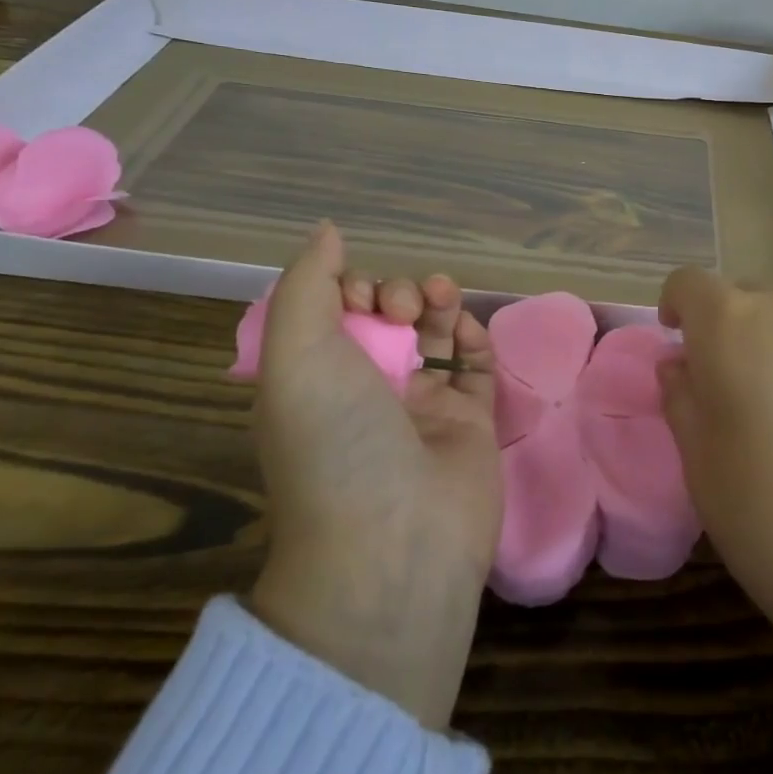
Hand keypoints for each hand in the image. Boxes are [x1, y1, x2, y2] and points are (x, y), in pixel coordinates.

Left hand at [247, 223, 500, 728]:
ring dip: (438, 304)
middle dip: (396, 293)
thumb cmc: (336, 441)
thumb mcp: (297, 355)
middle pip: (387, 319)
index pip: (334, 315)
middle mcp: (366, 392)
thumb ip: (307, 284)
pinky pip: (476, 367)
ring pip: (434, 336)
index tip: (357, 293)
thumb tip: (328, 230)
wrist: (394, 543)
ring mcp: (421, 410)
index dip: (347, 289)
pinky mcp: (470, 424)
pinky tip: (468, 330)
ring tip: (441, 299)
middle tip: (402, 308)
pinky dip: (474, 339)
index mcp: (316, 381)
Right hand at [657, 272, 772, 727]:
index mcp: (732, 324)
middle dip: (733, 329)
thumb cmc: (760, 511)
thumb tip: (682, 361)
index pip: (690, 283)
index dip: (677, 306)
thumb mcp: (694, 454)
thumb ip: (679, 389)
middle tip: (739, 384)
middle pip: (748, 297)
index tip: (679, 339)